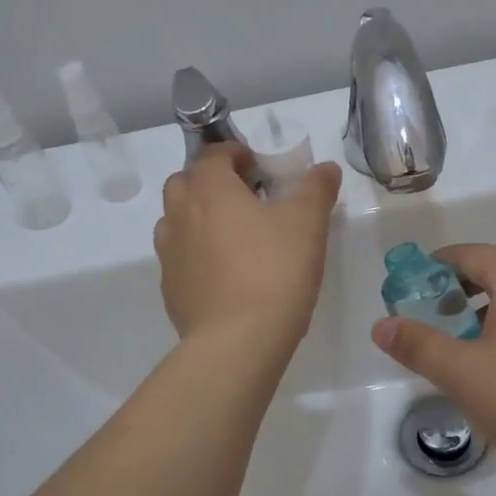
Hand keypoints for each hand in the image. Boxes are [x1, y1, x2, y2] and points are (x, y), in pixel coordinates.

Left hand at [154, 145, 341, 350]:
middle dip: (211, 182)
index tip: (258, 166)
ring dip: (199, 217)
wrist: (237, 341)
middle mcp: (179, 215)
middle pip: (185, 183)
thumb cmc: (274, 270)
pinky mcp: (170, 289)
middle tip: (245, 198)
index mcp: (209, 189)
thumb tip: (325, 168)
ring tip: (234, 236)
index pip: (212, 155)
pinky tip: (226, 274)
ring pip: (176, 220)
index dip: (235, 154)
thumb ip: (316, 188)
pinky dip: (197, 254)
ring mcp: (169, 254)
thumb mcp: (307, 223)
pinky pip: (180, 258)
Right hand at [371, 243, 495, 492]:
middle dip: (457, 288)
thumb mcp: (462, 373)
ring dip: (483, 307)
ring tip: (459, 343)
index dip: (431, 270)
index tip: (407, 294)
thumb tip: (381, 325)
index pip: (466, 254)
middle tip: (430, 317)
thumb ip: (418, 344)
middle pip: (494, 268)